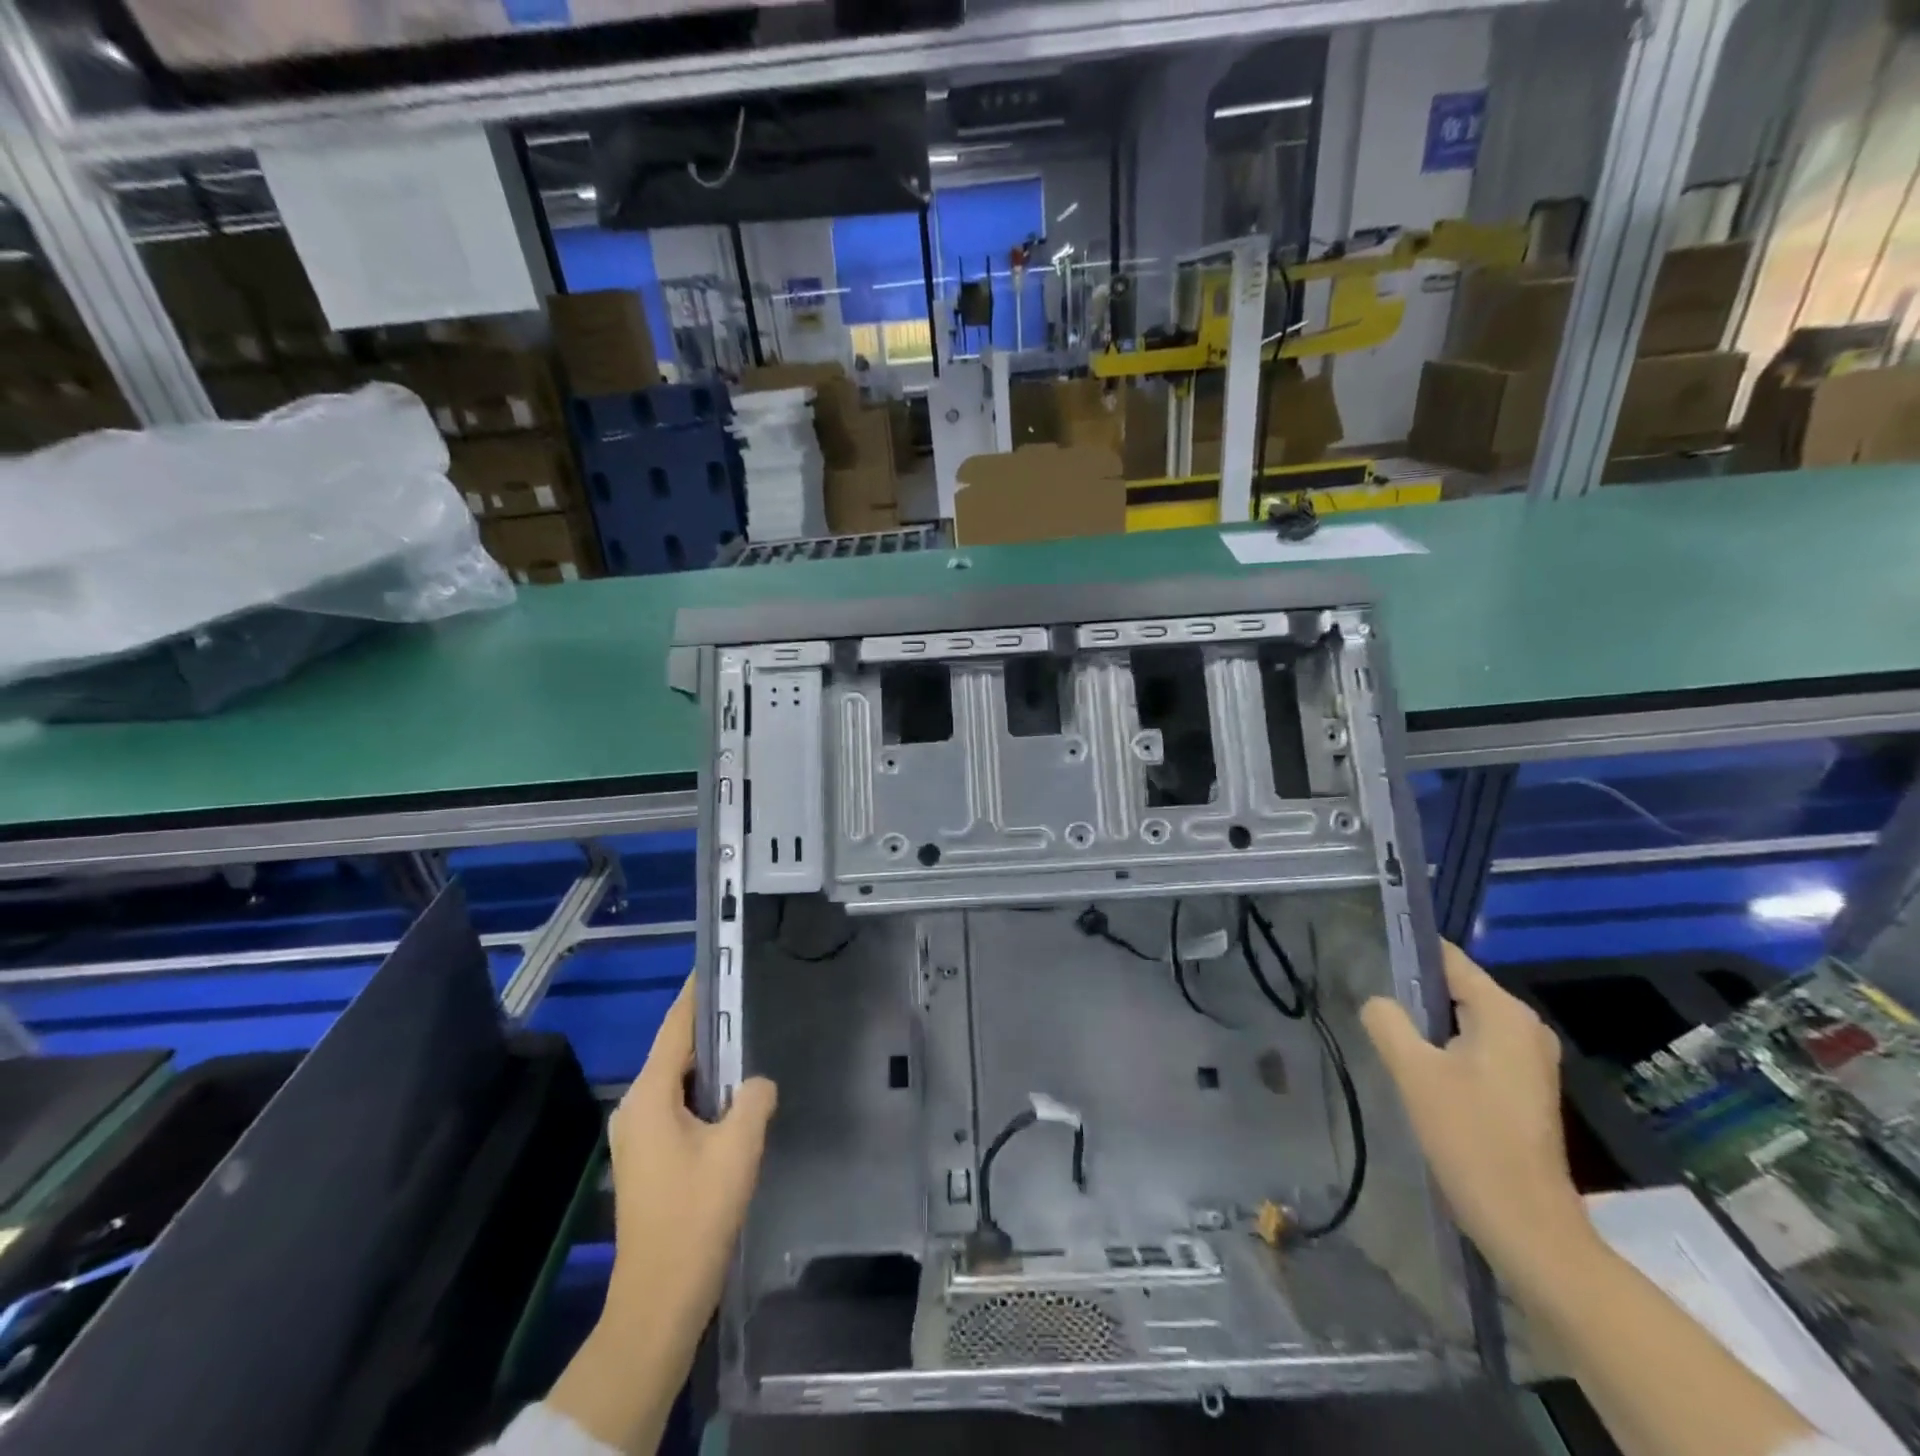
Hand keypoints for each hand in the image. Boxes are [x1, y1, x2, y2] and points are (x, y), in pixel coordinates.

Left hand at [602, 978, 777, 1344]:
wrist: (659, 1298)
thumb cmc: (697, 1214)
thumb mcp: (738, 1148)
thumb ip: (754, 1099)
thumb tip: (758, 1083)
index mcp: (650, 1096)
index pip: (675, 1027)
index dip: (697, 994)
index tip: (718, 964)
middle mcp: (635, 1108)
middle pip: (674, 1051)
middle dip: (709, 1026)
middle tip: (748, 1000)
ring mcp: (637, 1135)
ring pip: (676, 1080)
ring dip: (709, 1063)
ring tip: (748, 1040)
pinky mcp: (646, 1157)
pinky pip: (676, 1105)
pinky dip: (702, 1091)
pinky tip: (733, 1095)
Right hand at [1360, 942, 1593, 1276]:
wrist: (1525, 1223)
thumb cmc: (1469, 1137)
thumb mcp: (1413, 1071)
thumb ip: (1387, 1021)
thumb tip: (1377, 1002)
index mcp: (1504, 1013)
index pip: (1448, 960)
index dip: (1407, 952)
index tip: (1367, 955)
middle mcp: (1525, 1027)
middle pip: (1456, 989)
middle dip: (1414, 993)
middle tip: (1372, 1005)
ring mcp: (1530, 1059)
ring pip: (1464, 1020)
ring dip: (1428, 1025)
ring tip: (1388, 1036)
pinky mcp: (1525, 1087)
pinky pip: (1477, 1046)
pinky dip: (1447, 1048)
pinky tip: (1420, 1070)